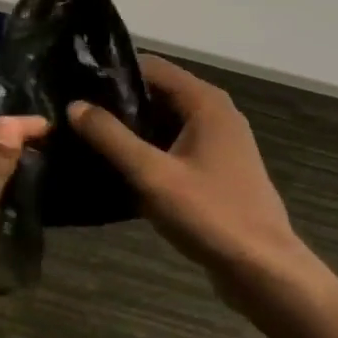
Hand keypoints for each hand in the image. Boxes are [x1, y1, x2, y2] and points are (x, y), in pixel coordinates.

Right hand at [69, 56, 307, 298]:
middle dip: (119, 104)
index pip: (151, 67)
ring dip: (132, 131)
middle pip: (158, 93)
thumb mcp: (152, 175)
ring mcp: (218, 143)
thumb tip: (74, 105)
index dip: (114, 73)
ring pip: (165, 123)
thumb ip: (111, 138)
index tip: (77, 85)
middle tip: (76, 116)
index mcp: (205, 102)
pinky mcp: (216, 170)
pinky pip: (174, 148)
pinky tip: (117, 169)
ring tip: (87, 140)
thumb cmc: (209, 214)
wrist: (264, 270)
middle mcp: (215, 113)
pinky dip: (149, 152)